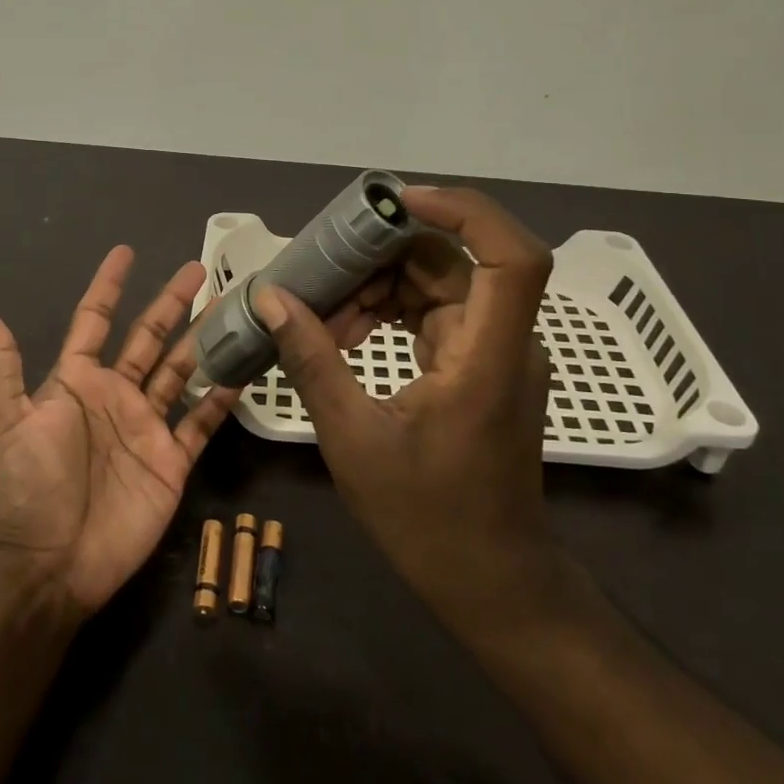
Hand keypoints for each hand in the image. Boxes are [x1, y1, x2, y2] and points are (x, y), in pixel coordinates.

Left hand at [0, 248, 237, 616]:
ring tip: (231, 307)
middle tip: (198, 268)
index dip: (109, 286)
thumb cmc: (22, 486)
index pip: (94, 320)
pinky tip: (243, 370)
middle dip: (171, 302)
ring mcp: (145, 427)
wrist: (48, 565)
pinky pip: (201, 421)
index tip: (126, 252)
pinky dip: (221, 397)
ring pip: (182, 370)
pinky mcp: (171, 460)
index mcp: (74, 381)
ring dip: (203, 339)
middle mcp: (113, 395)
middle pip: (148, 337)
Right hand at [252, 186, 558, 623]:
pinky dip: (393, 310)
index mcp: (488, 356)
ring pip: (442, 283)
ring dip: (382, 285)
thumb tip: (271, 298)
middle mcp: (504, 342)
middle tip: (324, 271)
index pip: (512, 256)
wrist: (489, 581)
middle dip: (386, 256)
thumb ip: (312, 359)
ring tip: (326, 313)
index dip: (464, 211)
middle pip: (456, 262)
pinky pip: (437, 313)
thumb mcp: (352, 437)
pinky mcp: (480, 366)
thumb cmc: (427, 518)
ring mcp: (495, 353)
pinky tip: (349, 332)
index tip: (397, 202)